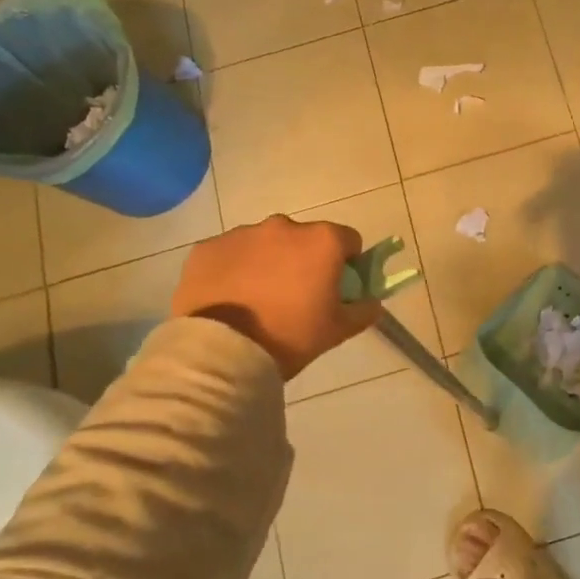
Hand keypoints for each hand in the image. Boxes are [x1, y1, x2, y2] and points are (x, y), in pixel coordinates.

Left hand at [170, 215, 379, 379]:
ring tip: (258, 299)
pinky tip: (231, 298)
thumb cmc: (291, 335)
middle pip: (304, 238)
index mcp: (322, 240)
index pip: (348, 240)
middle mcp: (284, 226)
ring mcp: (242, 234)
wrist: (223, 351)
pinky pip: (231, 254)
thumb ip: (364, 310)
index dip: (347, 262)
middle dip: (304, 259)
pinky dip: (235, 268)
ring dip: (269, 262)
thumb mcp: (339, 329)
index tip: (336, 287)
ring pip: (265, 244)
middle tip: (296, 296)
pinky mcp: (207, 248)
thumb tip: (371, 301)